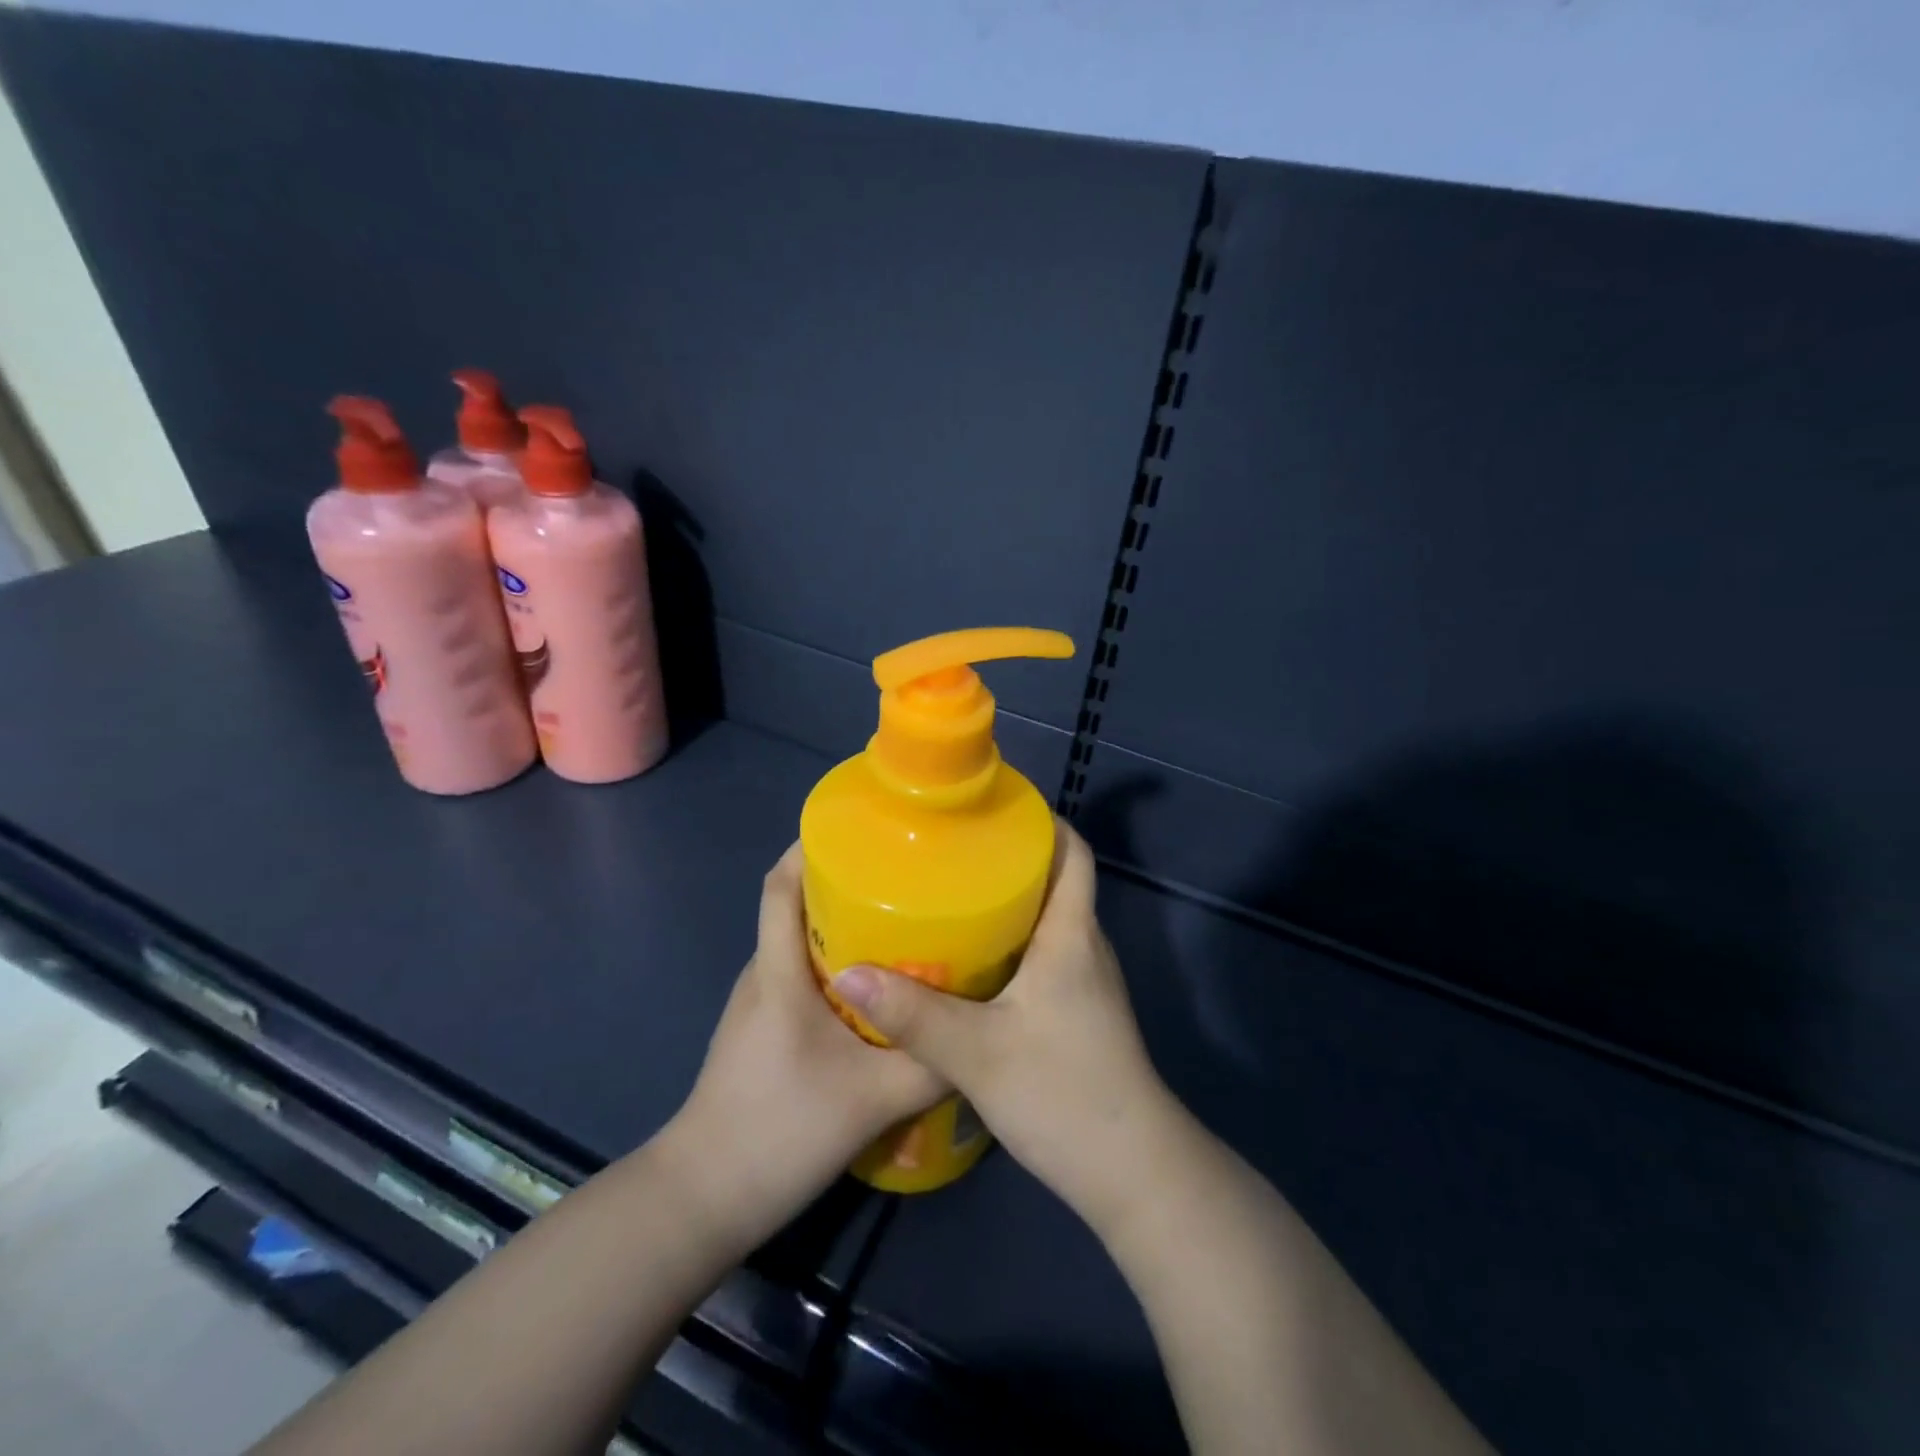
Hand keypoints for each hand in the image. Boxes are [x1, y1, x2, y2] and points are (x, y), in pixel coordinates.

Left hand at [669, 844, 947, 1246]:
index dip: (810, 847)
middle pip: (796, 904)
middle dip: (844, 881)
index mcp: (778, 972)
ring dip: (843, 924)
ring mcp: (758, 1003)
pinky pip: (799, 974)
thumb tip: (984, 1029)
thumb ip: (931, 1063)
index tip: (862, 829)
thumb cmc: (780, 1132)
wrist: (704, 1200)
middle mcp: (763, 974)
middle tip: (906, 877)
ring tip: (902, 923)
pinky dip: (836, 962)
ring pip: (800, 941)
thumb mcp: (873, 1099)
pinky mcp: (762, 1029)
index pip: (780, 885)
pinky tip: (878, 987)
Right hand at [828, 823, 1172, 1234]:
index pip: (1074, 852)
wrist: (1132, 1172)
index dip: (1043, 821)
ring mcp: (1086, 981)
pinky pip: (1044, 955)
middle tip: (949, 850)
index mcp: (1071, 934)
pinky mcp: (1079, 1012)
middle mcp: (1084, 946)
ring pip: (1047, 920)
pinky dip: (1010, 943)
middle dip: (1009, 858)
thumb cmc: (1063, 1093)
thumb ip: (913, 1014)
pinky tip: (968, 961)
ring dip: (1007, 902)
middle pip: (1055, 880)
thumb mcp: (977, 1053)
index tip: (992, 808)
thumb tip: (847, 973)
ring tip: (949, 895)